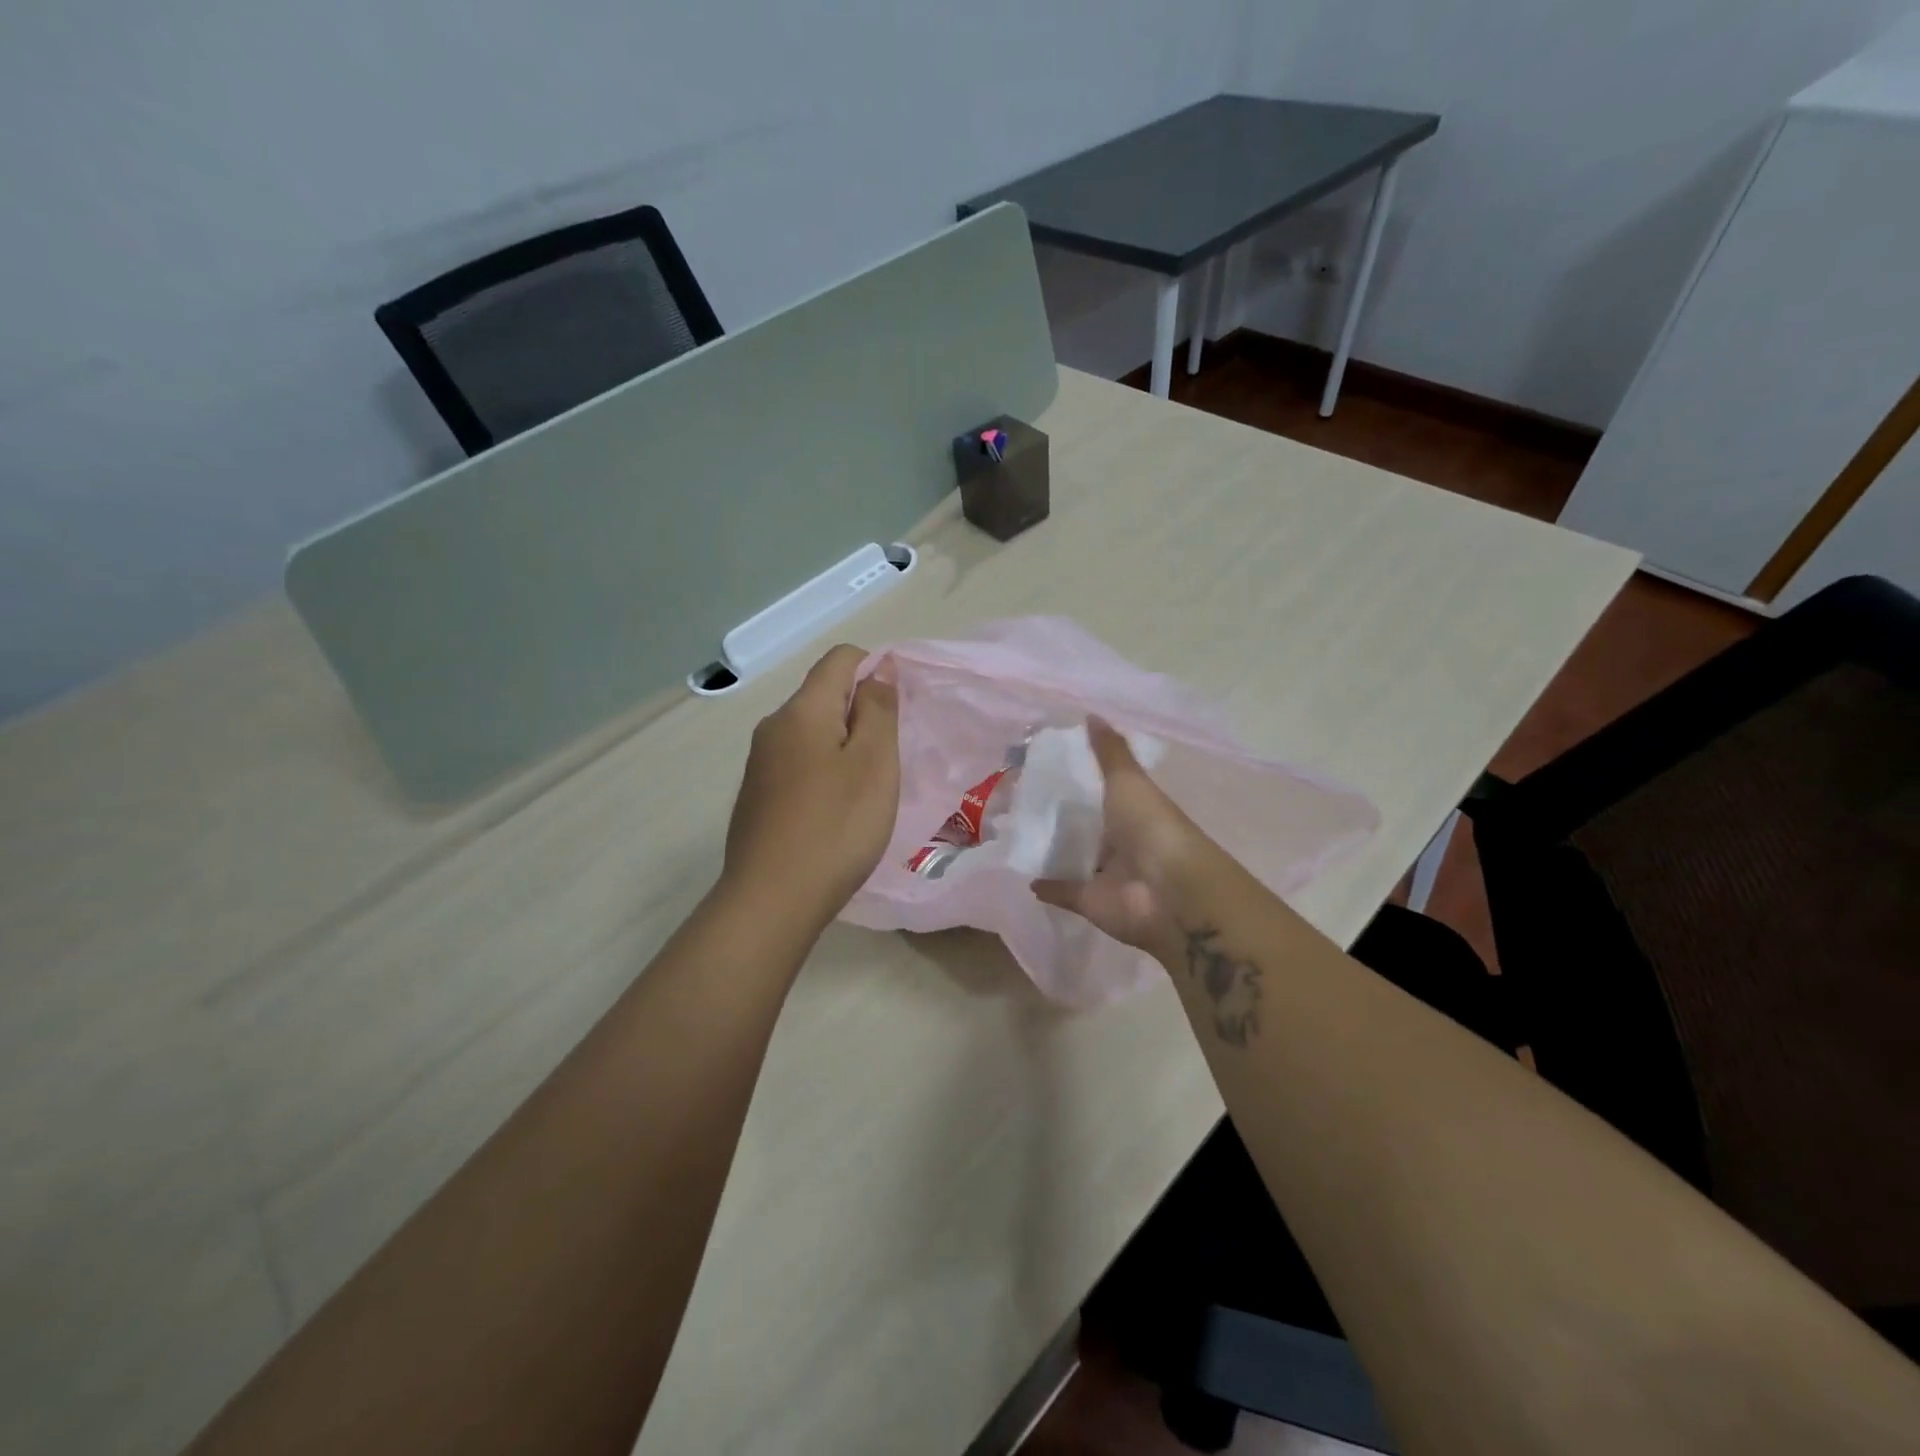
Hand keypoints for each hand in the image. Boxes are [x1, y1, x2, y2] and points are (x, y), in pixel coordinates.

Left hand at [722, 644, 899, 927]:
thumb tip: (877, 668)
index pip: (841, 658)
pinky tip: (835, 813)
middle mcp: (773, 727)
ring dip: (844, 747)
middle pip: (824, 695)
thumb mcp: (874, 763)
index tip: (899, 711)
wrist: (772, 900)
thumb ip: (878, 709)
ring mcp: (760, 764)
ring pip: (812, 733)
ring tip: (866, 791)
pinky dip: (824, 772)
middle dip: (861, 714)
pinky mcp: (757, 796)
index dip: (876, 668)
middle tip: (888, 759)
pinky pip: (798, 764)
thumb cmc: (836, 826)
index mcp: (802, 710)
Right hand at [1032, 719, 1212, 960]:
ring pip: (1072, 859)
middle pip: (1084, 827)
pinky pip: (1062, 890)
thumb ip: (1109, 752)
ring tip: (1011, 832)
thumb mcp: (1128, 781)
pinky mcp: (1088, 901)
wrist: (1169, 892)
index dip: (1076, 780)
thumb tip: (1090, 715)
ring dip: (1049, 850)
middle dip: (1057, 817)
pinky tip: (1022, 873)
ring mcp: (1104, 874)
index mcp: (1131, 810)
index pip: (1100, 791)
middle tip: (1015, 799)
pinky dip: (1045, 885)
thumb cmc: (1151, 828)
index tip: (1040, 767)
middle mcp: (1119, 841)